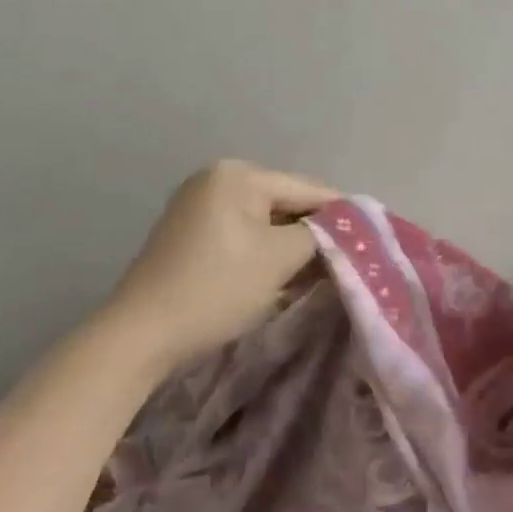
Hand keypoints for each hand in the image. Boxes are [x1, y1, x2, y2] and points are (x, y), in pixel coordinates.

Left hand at [99, 159, 339, 369]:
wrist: (139, 336)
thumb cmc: (216, 289)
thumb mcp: (279, 259)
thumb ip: (321, 235)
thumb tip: (347, 227)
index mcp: (237, 175)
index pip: (307, 188)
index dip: (342, 214)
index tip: (373, 237)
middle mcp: (216, 179)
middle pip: (286, 202)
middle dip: (314, 232)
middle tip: (346, 260)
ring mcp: (198, 205)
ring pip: (266, 221)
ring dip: (291, 245)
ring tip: (320, 271)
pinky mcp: (190, 233)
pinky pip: (243, 234)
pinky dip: (265, 252)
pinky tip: (283, 275)